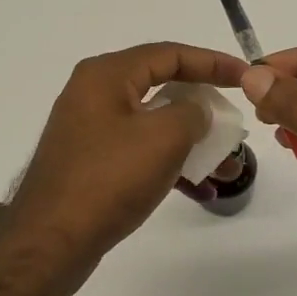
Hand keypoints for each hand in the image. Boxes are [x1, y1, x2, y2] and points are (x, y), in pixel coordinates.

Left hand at [0, 43, 247, 265]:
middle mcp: (94, 94)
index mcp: (107, 75)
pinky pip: (139, 152)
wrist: (51, 241)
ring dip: (191, 143)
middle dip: (203, 108)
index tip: (245, 76)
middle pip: (161, 88)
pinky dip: (168, 164)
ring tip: (226, 166)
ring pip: (153, 125)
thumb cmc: (109, 179)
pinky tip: (199, 189)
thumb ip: (191, 112)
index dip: (212, 62)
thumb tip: (195, 111)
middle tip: (233, 120)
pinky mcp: (90, 163)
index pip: (169, 54)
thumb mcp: (164, 137)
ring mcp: (90, 130)